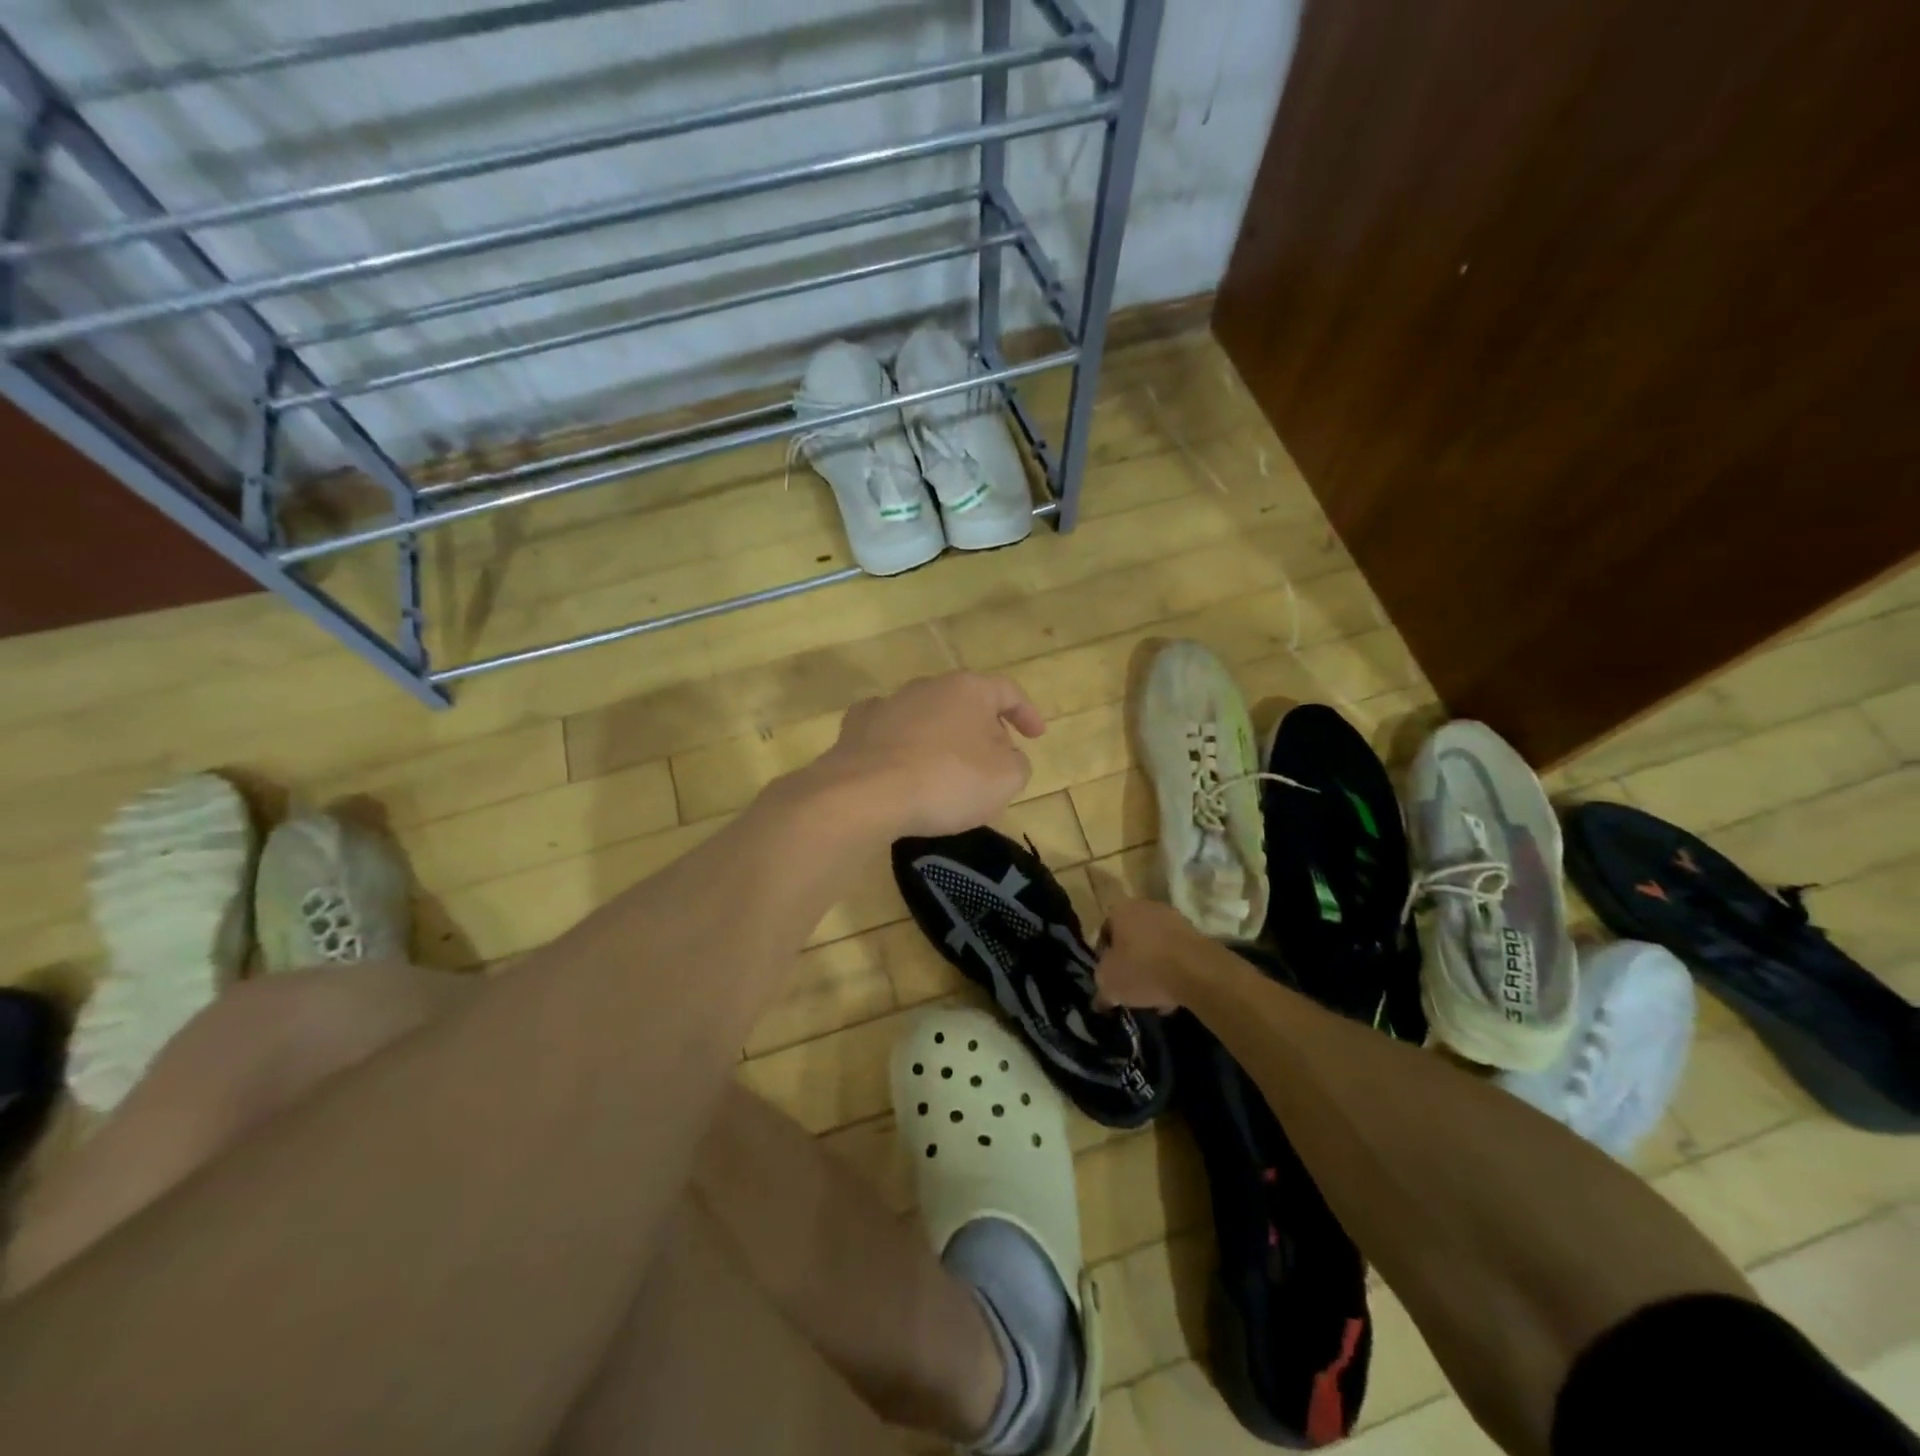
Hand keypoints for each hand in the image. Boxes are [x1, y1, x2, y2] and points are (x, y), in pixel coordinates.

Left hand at [812, 672, 1045, 837]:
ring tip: (946, 773)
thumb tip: (1004, 756)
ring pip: (927, 717)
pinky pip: (890, 734)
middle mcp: (927, 685)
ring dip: (942, 739)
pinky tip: (903, 769)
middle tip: (992, 763)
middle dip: (983, 730)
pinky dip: (903, 748)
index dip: (1027, 713)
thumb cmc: (946, 780)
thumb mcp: (1006, 779)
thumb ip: (1017, 762)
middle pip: (965, 703)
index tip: (1036, 736)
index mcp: (968, 689)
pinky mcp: (856, 727)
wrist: (864, 793)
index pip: (1008, 692)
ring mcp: (888, 703)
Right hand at [1096, 898, 1208, 1011]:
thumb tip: (1100, 1000)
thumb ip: (1101, 989)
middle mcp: (1145, 906)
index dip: (1104, 958)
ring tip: (1154, 995)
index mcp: (1119, 910)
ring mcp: (1173, 918)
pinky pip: (1176, 953)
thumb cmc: (1143, 969)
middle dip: (1131, 961)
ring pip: (1155, 946)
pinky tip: (1174, 994)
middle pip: (1131, 938)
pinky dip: (1173, 970)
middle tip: (1131, 986)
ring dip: (1153, 967)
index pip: (1104, 933)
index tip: (1109, 978)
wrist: (1197, 971)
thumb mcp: (1110, 984)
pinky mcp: (1196, 934)